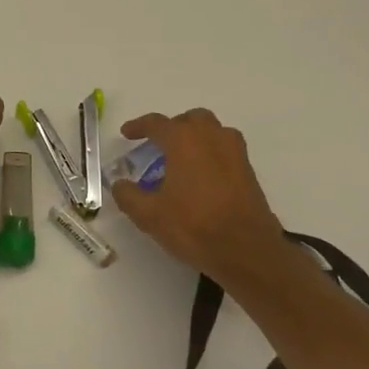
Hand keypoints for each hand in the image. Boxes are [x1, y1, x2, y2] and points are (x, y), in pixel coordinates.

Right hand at [111, 109, 299, 286]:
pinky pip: (226, 150)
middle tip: (158, 144)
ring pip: (213, 131)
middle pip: (191, 119)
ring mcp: (235, 153)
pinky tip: (202, 177)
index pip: (157, 123)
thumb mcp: (149, 214)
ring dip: (196, 137)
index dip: (138, 126)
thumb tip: (120, 184)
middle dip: (173, 126)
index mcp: (184, 141)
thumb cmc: (193, 225)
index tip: (127, 133)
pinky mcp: (249, 171)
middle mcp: (212, 138)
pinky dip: (211, 153)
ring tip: (182, 158)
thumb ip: (128, 195)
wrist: (246, 250)